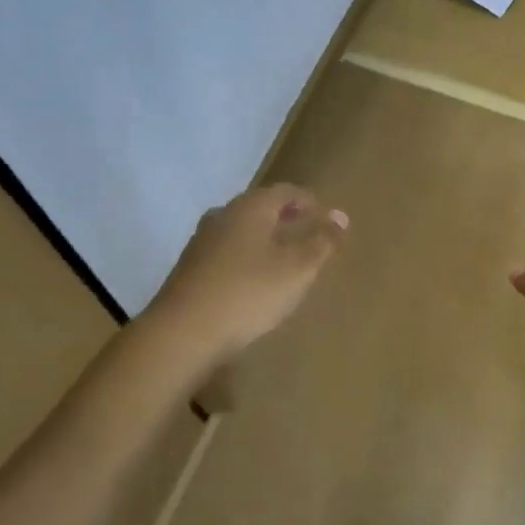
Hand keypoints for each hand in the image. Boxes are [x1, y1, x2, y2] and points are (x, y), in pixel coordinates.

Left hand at [144, 183, 348, 368]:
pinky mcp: (190, 268)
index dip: (308, 201)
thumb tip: (341, 217)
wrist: (183, 332)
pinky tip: (254, 279)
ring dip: (264, 238)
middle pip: (259, 207)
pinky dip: (246, 257)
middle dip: (285, 217)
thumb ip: (322, 242)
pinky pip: (227, 252)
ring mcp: (202, 241)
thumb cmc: (249, 293)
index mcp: (250, 207)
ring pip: (241, 230)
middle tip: (307, 232)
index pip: (285, 191)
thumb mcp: (297, 269)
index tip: (325, 214)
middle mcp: (223, 215)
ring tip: (284, 257)